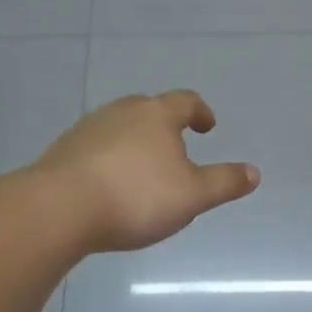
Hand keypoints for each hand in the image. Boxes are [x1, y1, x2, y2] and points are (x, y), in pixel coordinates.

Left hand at [35, 91, 258, 253]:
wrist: (57, 209)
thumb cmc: (135, 196)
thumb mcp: (192, 195)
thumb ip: (224, 182)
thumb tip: (254, 172)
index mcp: (158, 114)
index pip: (186, 101)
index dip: (200, 112)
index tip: (206, 126)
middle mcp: (123, 111)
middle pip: (150, 109)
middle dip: (165, 125)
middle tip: (176, 146)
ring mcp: (88, 128)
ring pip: (120, 126)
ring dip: (135, 141)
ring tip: (142, 168)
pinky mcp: (62, 150)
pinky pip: (95, 147)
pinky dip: (108, 158)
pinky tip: (108, 184)